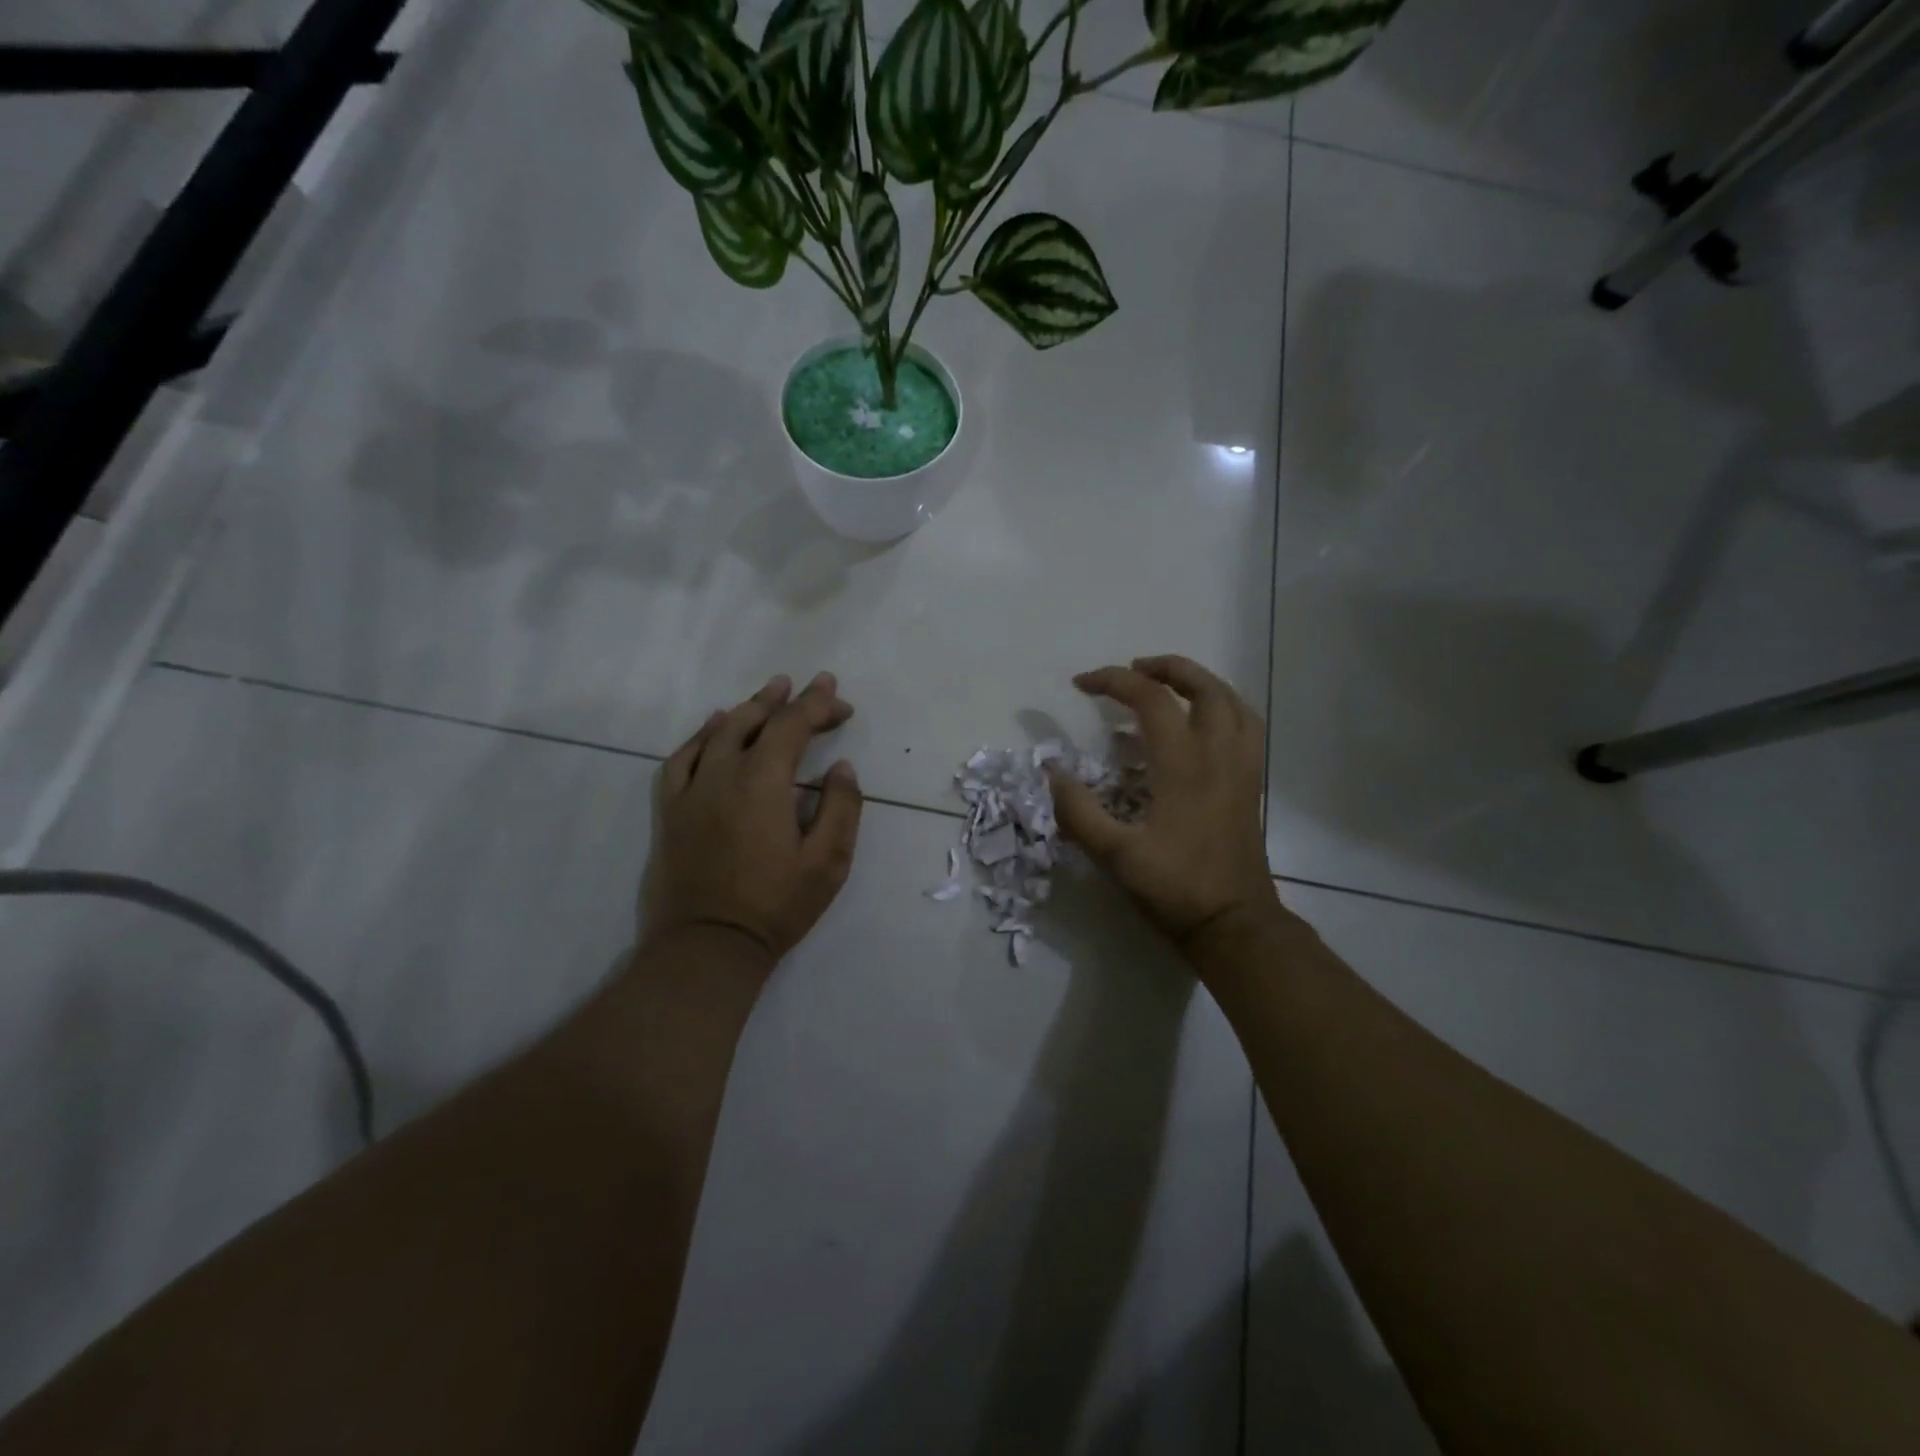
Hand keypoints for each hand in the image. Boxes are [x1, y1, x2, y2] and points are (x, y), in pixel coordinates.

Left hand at [641, 672, 863, 965]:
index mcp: (763, 782)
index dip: (819, 707)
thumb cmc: (775, 906)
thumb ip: (841, 808)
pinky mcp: (670, 811)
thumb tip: (841, 768)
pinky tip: (713, 729)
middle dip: (787, 700)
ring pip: (718, 733)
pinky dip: (701, 736)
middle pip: (755, 721)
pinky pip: (681, 759)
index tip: (841, 702)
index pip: (793, 726)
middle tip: (810, 685)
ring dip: (747, 710)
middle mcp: (723, 774)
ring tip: (767, 695)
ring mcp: (691, 791)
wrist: (707, 946)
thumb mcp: (828, 862)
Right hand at [1048, 655, 1282, 953]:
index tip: (1082, 684)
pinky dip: (1223, 708)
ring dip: (1200, 682)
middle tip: (1132, 669)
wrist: (1233, 923)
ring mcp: (1241, 767)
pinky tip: (1203, 723)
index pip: (1150, 699)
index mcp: (1184, 764)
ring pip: (1232, 702)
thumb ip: (1077, 811)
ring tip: (1169, 685)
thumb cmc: (1174, 887)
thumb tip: (1050, 773)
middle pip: (1203, 687)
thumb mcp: (1114, 854)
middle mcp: (1218, 754)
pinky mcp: (1251, 784)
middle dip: (1166, 667)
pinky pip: (1246, 726)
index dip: (1113, 681)